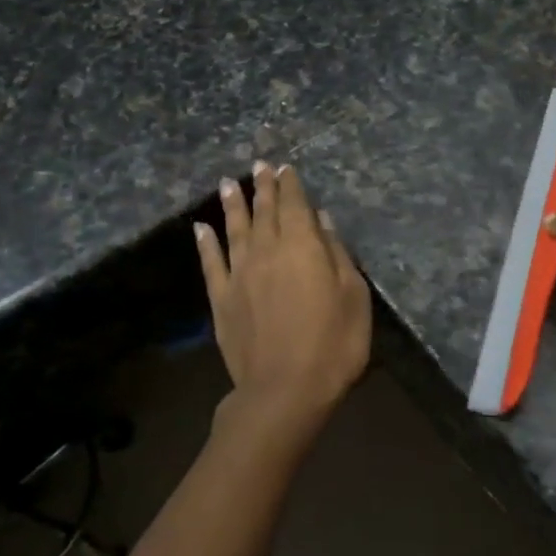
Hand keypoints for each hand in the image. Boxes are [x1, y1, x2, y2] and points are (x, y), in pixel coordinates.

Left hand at [195, 162, 371, 431]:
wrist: (285, 390)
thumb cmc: (334, 344)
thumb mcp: (354, 297)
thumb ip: (337, 254)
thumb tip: (322, 221)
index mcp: (303, 247)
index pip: (295, 205)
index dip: (291, 185)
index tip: (286, 167)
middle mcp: (267, 251)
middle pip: (264, 212)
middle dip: (263, 186)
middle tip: (259, 166)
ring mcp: (240, 275)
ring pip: (235, 230)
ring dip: (232, 205)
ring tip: (228, 184)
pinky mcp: (221, 300)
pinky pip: (211, 263)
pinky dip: (206, 243)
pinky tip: (201, 229)